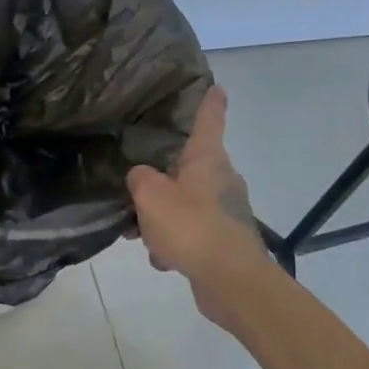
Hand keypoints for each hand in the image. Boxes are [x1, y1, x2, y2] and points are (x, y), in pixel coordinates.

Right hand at [126, 87, 265, 287]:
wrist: (232, 281)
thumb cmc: (192, 227)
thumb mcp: (151, 196)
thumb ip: (139, 178)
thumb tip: (141, 176)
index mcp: (207, 159)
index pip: (209, 120)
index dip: (210, 102)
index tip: (217, 86)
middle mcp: (221, 179)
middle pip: (189, 166)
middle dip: (163, 177)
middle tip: (136, 186)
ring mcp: (226, 210)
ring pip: (186, 202)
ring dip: (163, 216)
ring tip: (140, 233)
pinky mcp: (224, 239)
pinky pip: (192, 231)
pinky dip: (175, 241)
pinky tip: (161, 258)